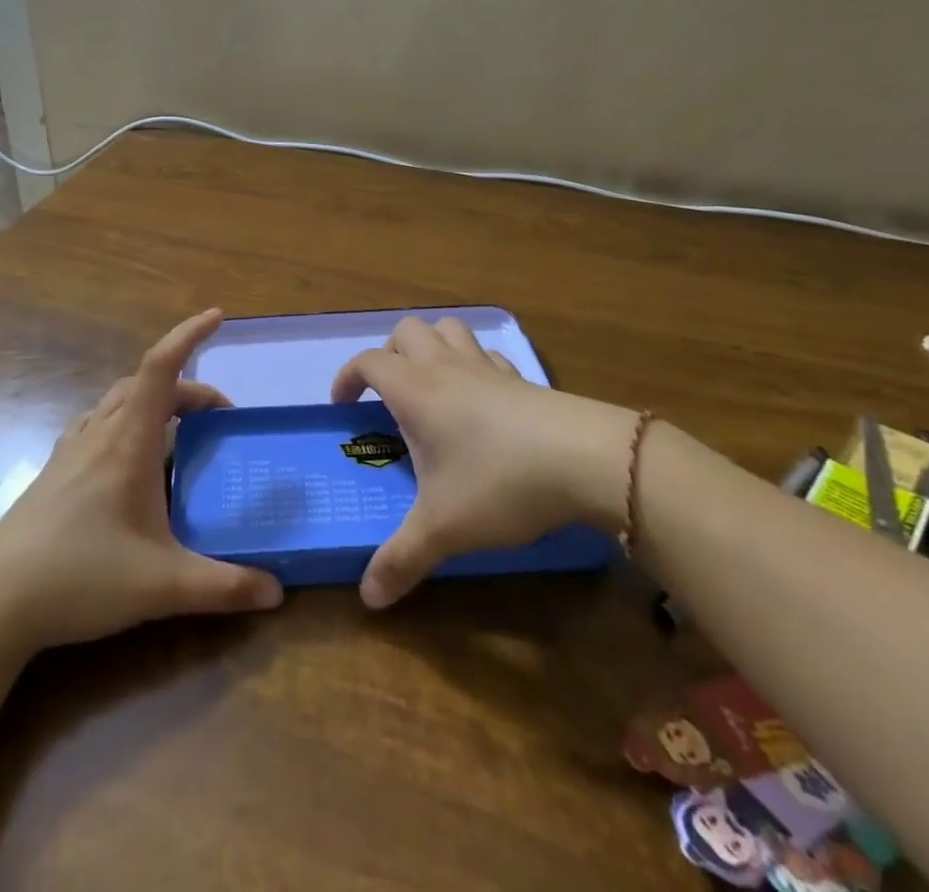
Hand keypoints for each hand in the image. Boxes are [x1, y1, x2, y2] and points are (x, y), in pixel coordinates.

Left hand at [0, 309, 282, 655]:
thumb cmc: (80, 577)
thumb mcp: (162, 586)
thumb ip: (223, 588)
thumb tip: (276, 592)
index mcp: (127, 440)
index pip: (161, 367)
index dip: (190, 334)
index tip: (217, 317)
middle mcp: (99, 432)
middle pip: (147, 384)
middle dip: (189, 389)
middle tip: (220, 420)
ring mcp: (72, 450)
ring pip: (119, 401)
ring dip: (155, 402)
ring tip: (180, 433)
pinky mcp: (55, 471)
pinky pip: (98, 424)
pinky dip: (126, 422)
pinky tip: (130, 459)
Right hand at [331, 316, 637, 609]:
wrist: (585, 459)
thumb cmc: (498, 483)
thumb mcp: (443, 529)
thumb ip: (401, 560)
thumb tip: (367, 598)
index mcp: (415, 390)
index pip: (368, 361)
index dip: (347, 377)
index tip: (343, 406)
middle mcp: (445, 367)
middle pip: (406, 330)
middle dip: (389, 354)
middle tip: (388, 394)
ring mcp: (486, 367)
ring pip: (449, 329)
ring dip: (431, 346)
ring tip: (429, 385)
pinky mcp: (521, 378)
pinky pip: (485, 353)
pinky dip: (472, 363)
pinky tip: (479, 398)